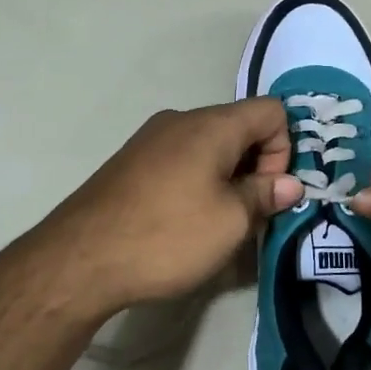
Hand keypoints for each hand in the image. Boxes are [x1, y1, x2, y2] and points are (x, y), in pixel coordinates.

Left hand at [22, 98, 303, 318]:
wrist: (79, 259)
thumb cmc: (166, 235)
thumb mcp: (230, 222)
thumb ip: (265, 195)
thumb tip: (290, 183)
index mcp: (211, 125)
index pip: (272, 111)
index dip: (284, 149)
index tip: (268, 192)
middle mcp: (181, 120)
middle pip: (240, 126)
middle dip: (256, 166)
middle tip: (249, 214)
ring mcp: (151, 138)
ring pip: (210, 145)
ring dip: (227, 177)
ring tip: (217, 223)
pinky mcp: (131, 161)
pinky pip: (181, 158)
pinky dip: (197, 181)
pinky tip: (183, 221)